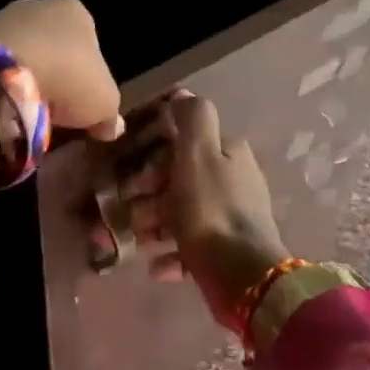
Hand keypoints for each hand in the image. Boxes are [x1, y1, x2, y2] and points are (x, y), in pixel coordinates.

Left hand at [0, 0, 125, 140]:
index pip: (89, 43)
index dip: (87, 75)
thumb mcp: (104, 102)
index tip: (81, 103)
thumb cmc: (66, 77)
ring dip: (23, 77)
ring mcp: (2, 16)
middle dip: (53, 73)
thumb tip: (112, 126)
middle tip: (51, 109)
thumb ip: (109, 113)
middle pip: (53, 45)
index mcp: (76, 12)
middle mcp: (39, 5)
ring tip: (22, 110)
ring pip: (20, 51)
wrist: (1, 70)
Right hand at [143, 93, 291, 328]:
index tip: (131, 174)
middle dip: (149, 194)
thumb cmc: (210, 209)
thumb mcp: (197, 153)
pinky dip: (170, 254)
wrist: (242, 276)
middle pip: (181, 179)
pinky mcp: (227, 252)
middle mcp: (234, 181)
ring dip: (154, 225)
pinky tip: (155, 266)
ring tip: (136, 242)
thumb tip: (184, 93)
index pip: (185, 143)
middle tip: (127, 212)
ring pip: (183, 213)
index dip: (154, 155)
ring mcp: (231, 218)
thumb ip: (192, 119)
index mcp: (229, 153)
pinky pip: (191, 248)